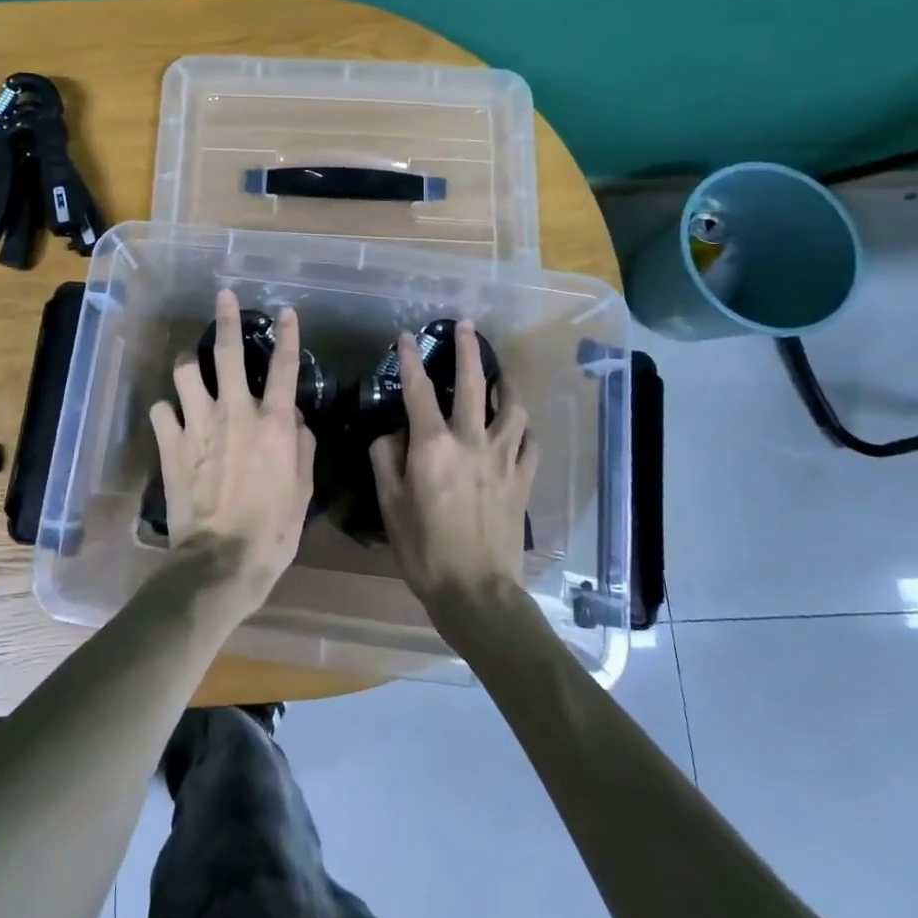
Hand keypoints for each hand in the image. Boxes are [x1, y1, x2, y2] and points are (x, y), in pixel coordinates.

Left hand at [150, 288, 315, 610]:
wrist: (221, 560)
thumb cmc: (272, 530)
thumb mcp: (303, 491)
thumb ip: (301, 447)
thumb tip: (294, 419)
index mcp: (272, 423)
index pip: (284, 367)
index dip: (287, 335)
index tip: (287, 311)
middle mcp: (234, 412)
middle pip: (227, 352)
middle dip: (226, 318)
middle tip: (223, 297)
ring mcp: (198, 424)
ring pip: (186, 372)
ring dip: (188, 365)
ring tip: (189, 368)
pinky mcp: (170, 443)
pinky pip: (161, 410)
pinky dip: (167, 411)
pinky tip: (171, 419)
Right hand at [369, 320, 537, 620]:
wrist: (476, 591)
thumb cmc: (423, 549)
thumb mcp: (389, 504)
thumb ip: (385, 460)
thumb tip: (391, 434)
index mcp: (433, 445)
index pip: (418, 391)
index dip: (411, 360)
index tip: (406, 338)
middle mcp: (471, 441)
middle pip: (473, 384)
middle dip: (467, 350)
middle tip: (466, 327)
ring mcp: (503, 458)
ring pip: (512, 408)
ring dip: (506, 385)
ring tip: (501, 374)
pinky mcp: (523, 479)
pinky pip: (531, 443)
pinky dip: (525, 428)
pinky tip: (519, 426)